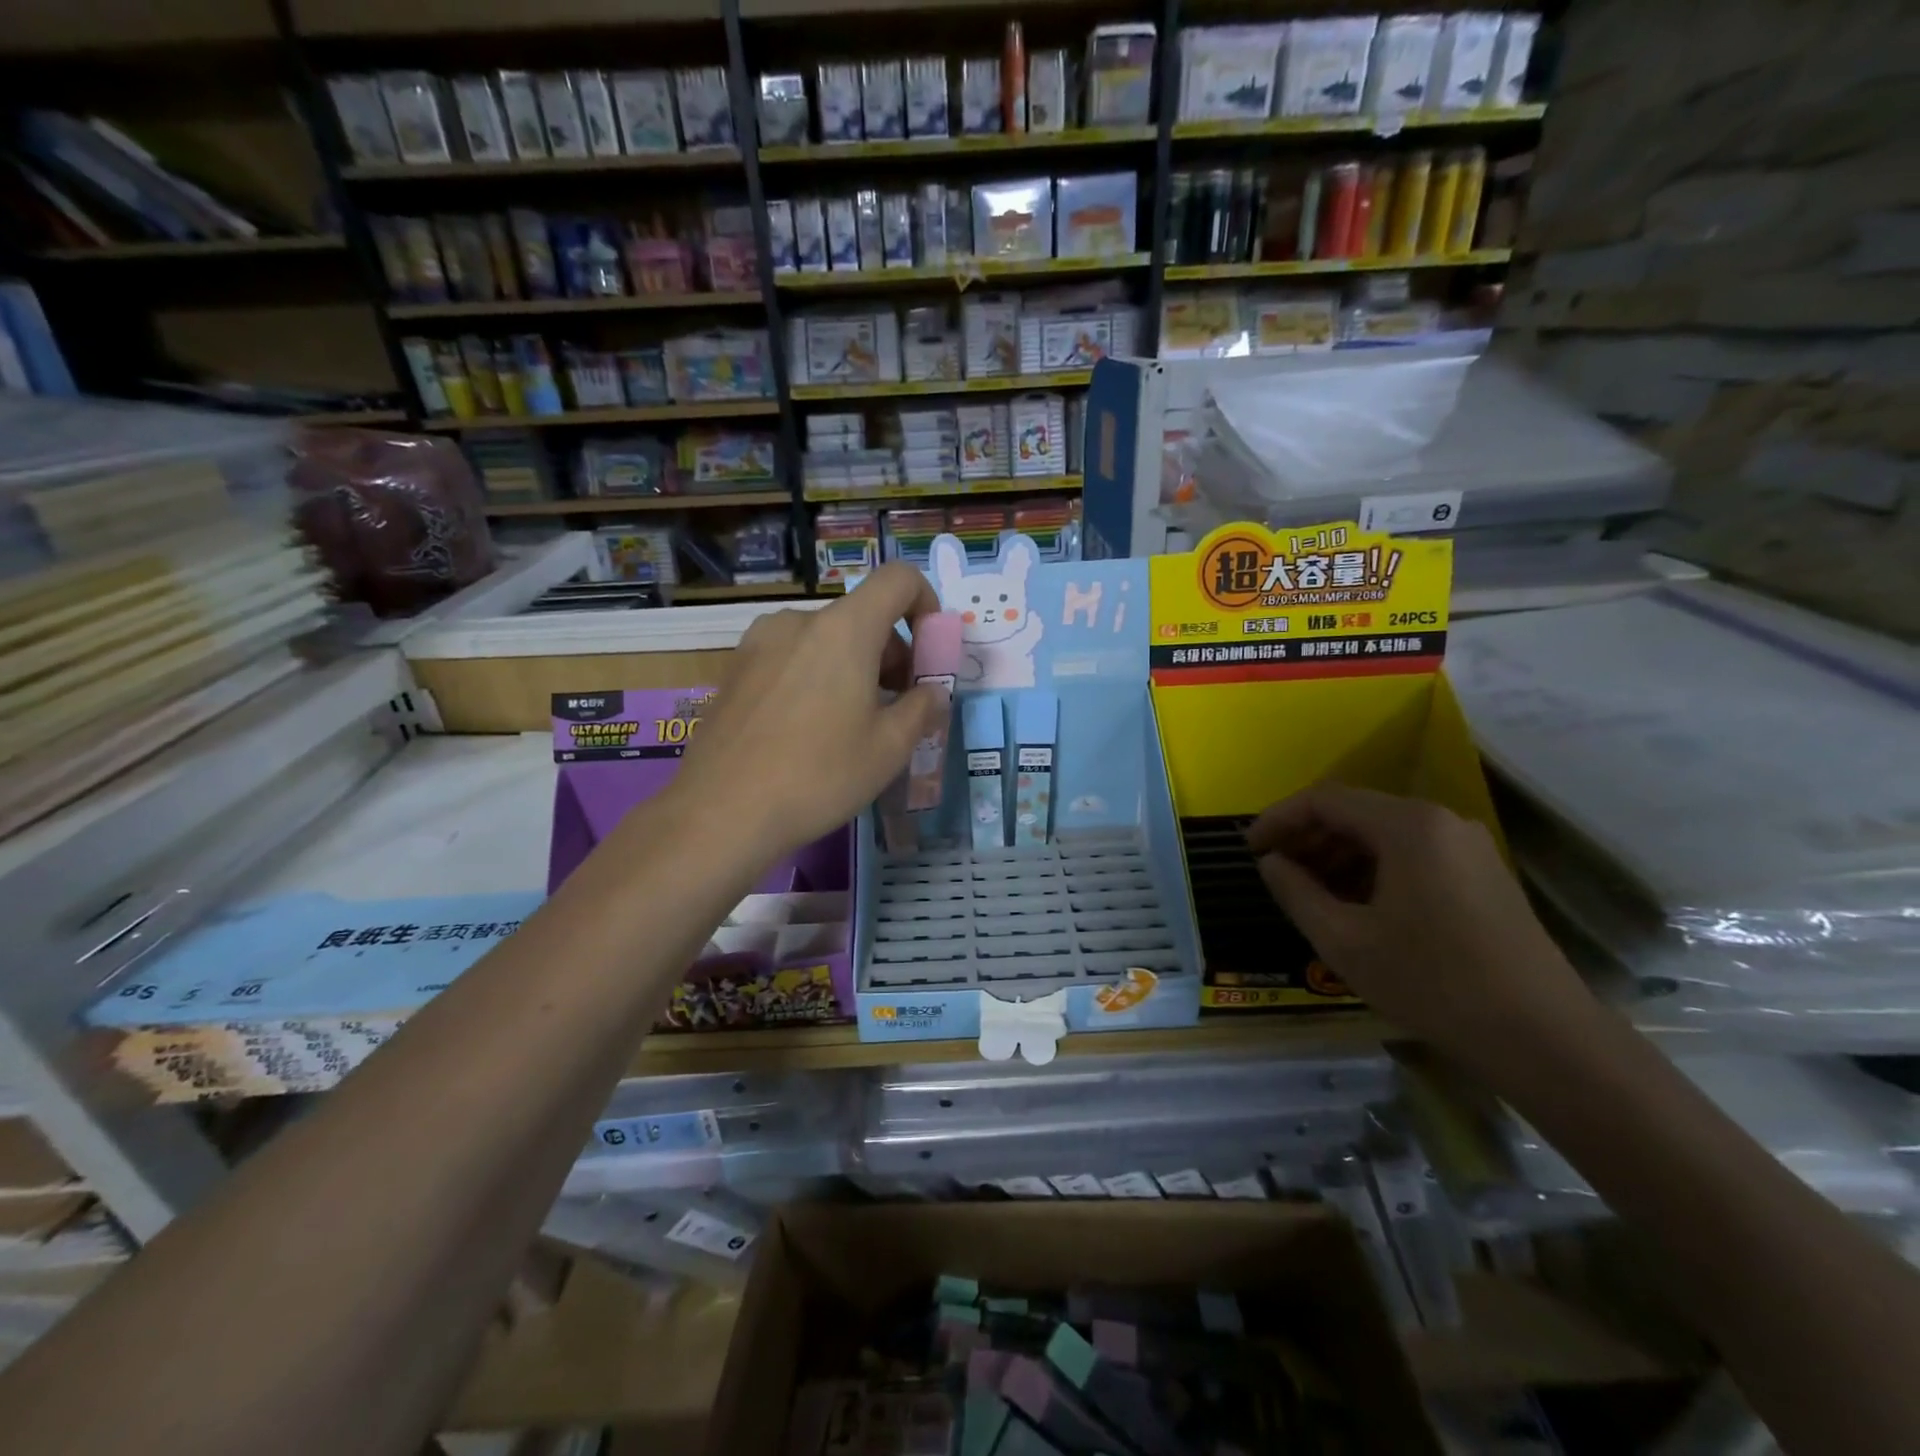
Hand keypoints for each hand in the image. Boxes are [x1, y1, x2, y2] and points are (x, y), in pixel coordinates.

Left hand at [671, 563, 948, 858]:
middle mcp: (799, 621)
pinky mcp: (735, 668)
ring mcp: (760, 642)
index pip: (898, 579)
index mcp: (844, 629)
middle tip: (895, 707)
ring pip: (825, 638)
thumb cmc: (819, 775)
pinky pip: (792, 656)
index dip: (926, 605)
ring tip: (850, 724)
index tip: (927, 654)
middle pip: (862, 615)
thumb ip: (922, 708)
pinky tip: (808, 730)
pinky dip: (816, 676)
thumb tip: (932, 692)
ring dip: (853, 666)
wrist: (722, 811)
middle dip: (891, 652)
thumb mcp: (890, 748)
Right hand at [1247, 782, 1595, 1059]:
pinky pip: (1411, 854)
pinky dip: (1372, 868)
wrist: (1543, 1038)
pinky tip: (1355, 904)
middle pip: (1356, 812)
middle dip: (1307, 837)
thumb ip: (1295, 892)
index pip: (1325, 800)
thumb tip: (1271, 863)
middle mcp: (1441, 821)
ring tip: (1307, 890)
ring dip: (1337, 854)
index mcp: (1407, 826)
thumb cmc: (1432, 982)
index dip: (1279, 819)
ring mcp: (1468, 847)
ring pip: (1383, 834)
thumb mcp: (1344, 940)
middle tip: (1274, 871)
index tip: (1249, 849)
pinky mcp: (1482, 874)